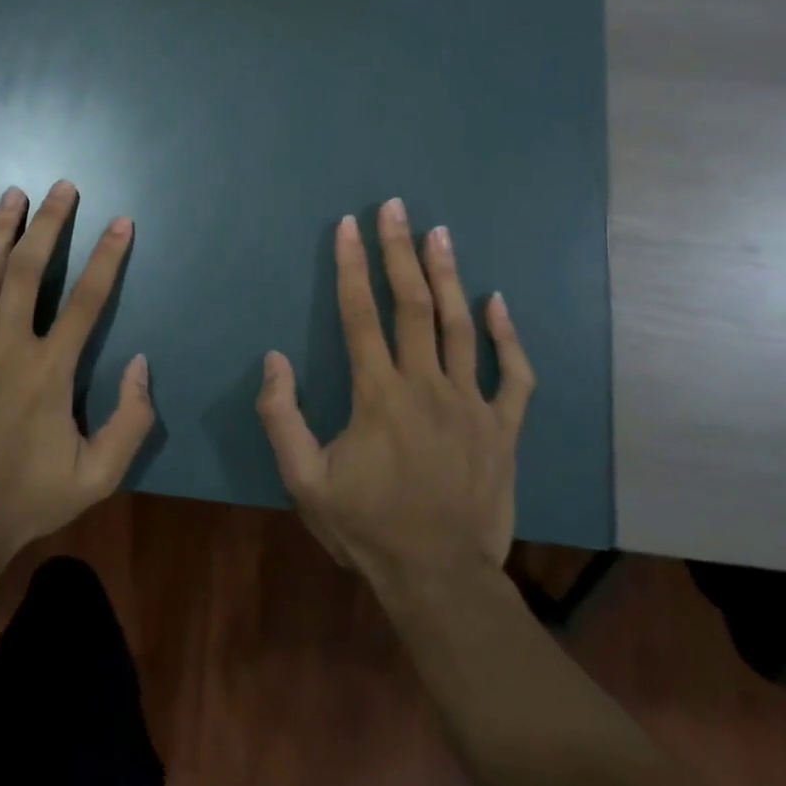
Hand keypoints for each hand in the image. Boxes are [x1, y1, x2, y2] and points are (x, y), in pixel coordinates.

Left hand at [0, 180, 155, 567]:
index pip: (87, 302)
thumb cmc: (30, 499)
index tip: (120, 222)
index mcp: (49, 373)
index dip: (106, 258)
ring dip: (0, 234)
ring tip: (12, 194)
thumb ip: (131, 421)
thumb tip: (142, 364)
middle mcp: (7, 350)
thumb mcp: (98, 475)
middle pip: (29, 273)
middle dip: (49, 225)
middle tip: (62, 187)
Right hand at [256, 198, 534, 589]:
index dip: (351, 265)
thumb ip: (282, 416)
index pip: (360, 314)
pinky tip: (496, 301)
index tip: (348, 226)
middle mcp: (426, 386)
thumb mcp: (303, 480)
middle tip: (395, 208)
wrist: (439, 577)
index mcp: (378, 395)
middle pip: (412, 304)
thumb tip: (273, 358)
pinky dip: (507, 335)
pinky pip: (512, 373)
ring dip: (448, 276)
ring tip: (440, 234)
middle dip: (399, 251)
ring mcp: (471, 404)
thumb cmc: (366, 526)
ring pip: (460, 326)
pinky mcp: (502, 428)